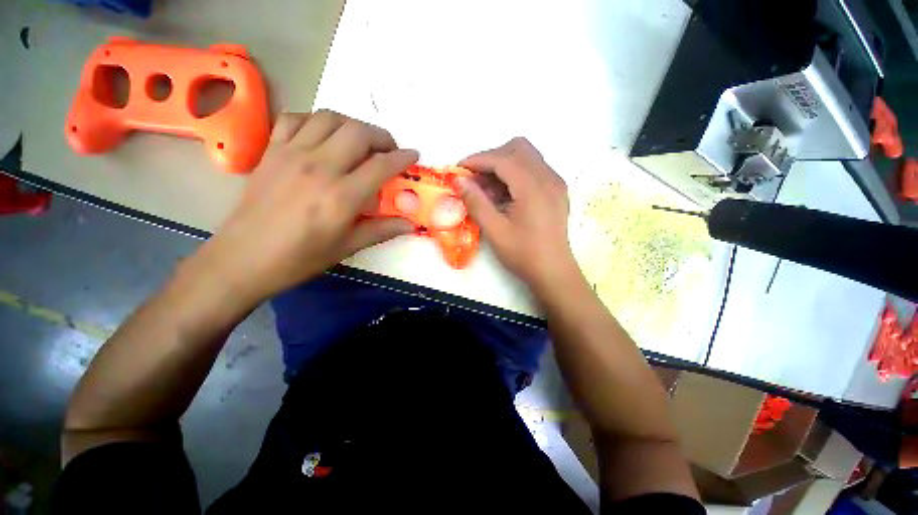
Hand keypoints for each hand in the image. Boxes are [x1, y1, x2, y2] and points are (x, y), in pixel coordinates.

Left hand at [191, 110, 416, 303]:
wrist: (244, 258)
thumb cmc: (301, 257)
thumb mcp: (347, 247)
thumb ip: (381, 230)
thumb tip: (410, 225)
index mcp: (342, 196)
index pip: (381, 165)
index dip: (402, 157)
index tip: (413, 155)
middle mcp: (319, 166)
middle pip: (358, 132)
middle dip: (382, 136)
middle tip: (389, 149)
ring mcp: (291, 154)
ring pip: (329, 118)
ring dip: (352, 124)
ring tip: (361, 140)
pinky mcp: (271, 150)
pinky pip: (296, 119)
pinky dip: (316, 120)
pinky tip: (323, 136)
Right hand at [457, 138, 580, 295]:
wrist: (553, 272)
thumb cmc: (523, 254)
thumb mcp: (495, 231)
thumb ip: (476, 203)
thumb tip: (459, 181)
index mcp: (533, 187)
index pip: (503, 158)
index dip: (478, 160)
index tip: (459, 170)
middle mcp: (548, 177)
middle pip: (518, 148)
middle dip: (492, 158)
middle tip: (475, 179)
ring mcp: (555, 183)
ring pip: (527, 157)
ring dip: (503, 165)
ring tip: (488, 190)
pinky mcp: (556, 191)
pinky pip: (534, 170)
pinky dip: (515, 174)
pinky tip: (505, 196)